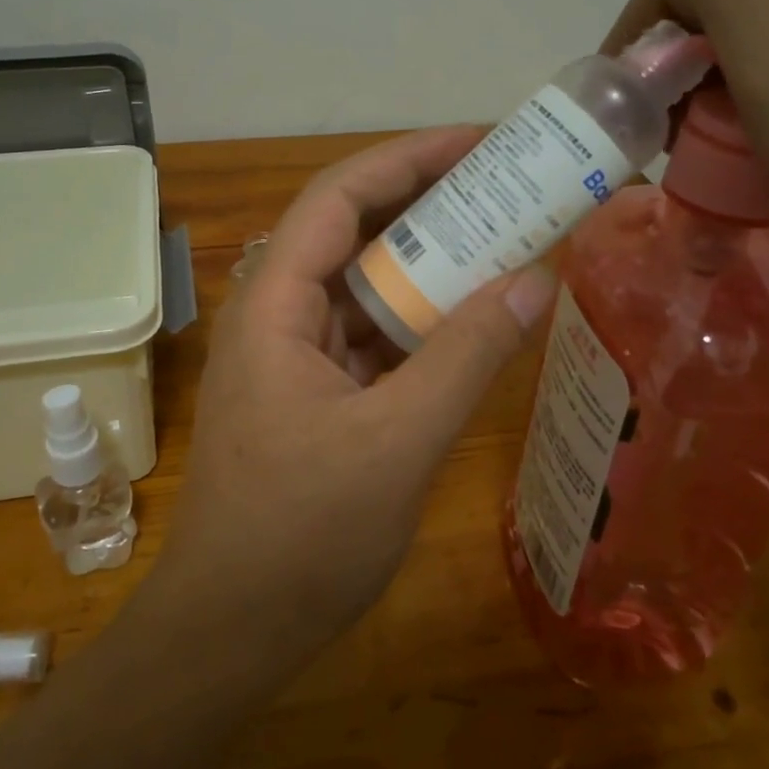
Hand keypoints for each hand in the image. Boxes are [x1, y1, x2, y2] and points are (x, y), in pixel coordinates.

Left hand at [147, 129, 555, 669]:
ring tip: (501, 240)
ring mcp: (292, 355)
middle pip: (352, 231)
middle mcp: (276, 314)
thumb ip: (467, 357)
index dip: (407, 157)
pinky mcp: (311, 391)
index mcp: (275, 305)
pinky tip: (469, 319)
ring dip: (426, 264)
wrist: (231, 627)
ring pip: (363, 285)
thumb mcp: (397, 443)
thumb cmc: (300, 536)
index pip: (338, 197)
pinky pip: (368, 334)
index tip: (478, 141)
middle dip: (426, 203)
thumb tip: (537, 279)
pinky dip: (417, 320)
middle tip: (505, 186)